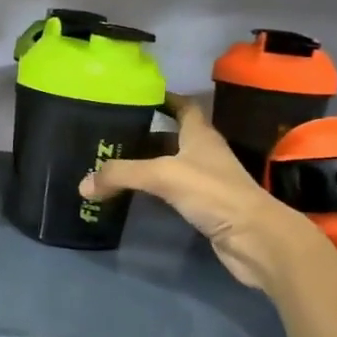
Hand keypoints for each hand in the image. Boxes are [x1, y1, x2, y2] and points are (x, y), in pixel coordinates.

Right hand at [79, 95, 315, 288]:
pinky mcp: (202, 207)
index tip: (135, 96)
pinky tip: (130, 195)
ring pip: (168, 165)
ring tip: (111, 163)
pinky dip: (150, 191)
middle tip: (109, 134)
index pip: (183, 106)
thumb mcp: (163, 175)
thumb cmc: (214, 193)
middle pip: (170, 137)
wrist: (254, 239)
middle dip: (142, 134)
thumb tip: (82, 185)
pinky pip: (169, 192)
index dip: (163, 98)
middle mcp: (203, 153)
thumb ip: (121, 175)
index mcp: (200, 135)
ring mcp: (204, 181)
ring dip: (144, 164)